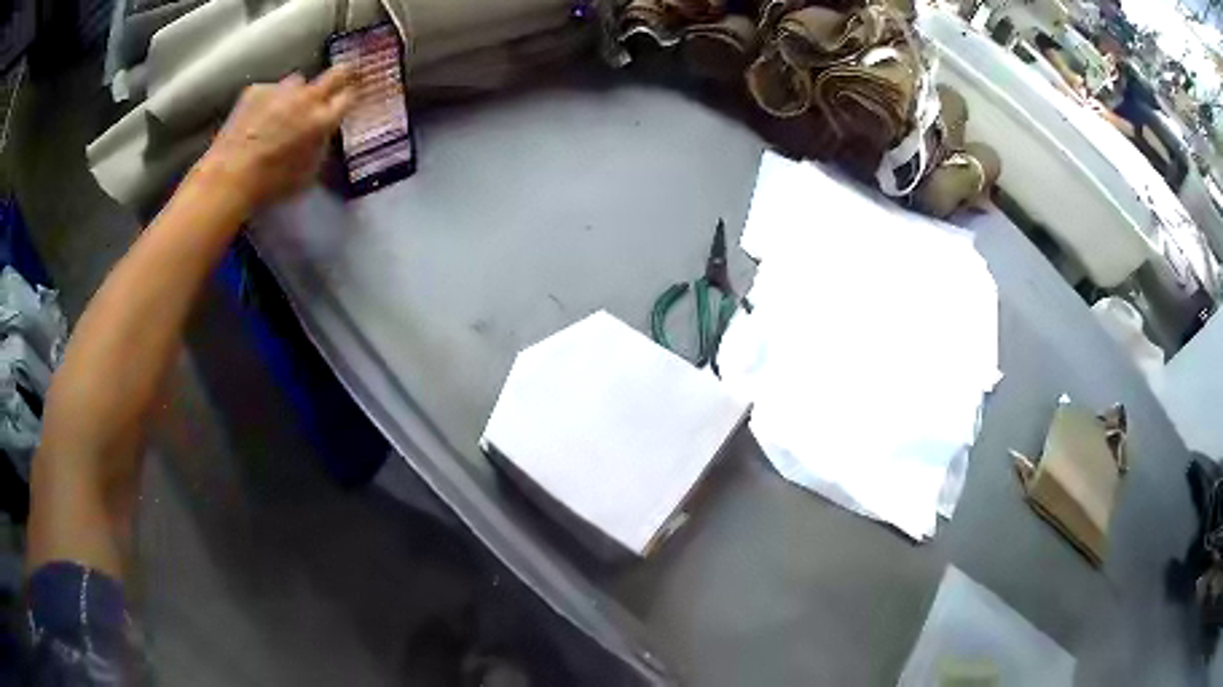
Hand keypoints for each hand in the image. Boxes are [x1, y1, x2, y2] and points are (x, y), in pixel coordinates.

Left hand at [194, 67, 355, 211]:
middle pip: (336, 73)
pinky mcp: (257, 89)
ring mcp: (281, 89)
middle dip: (339, 77)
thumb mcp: (308, 173)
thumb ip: (320, 145)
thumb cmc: (270, 184)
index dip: (348, 97)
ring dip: (295, 93)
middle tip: (333, 87)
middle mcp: (307, 97)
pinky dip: (267, 101)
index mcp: (323, 120)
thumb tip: (322, 132)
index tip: (346, 100)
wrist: (229, 177)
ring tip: (282, 111)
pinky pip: (270, 90)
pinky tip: (256, 118)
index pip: (349, 96)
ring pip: (297, 82)